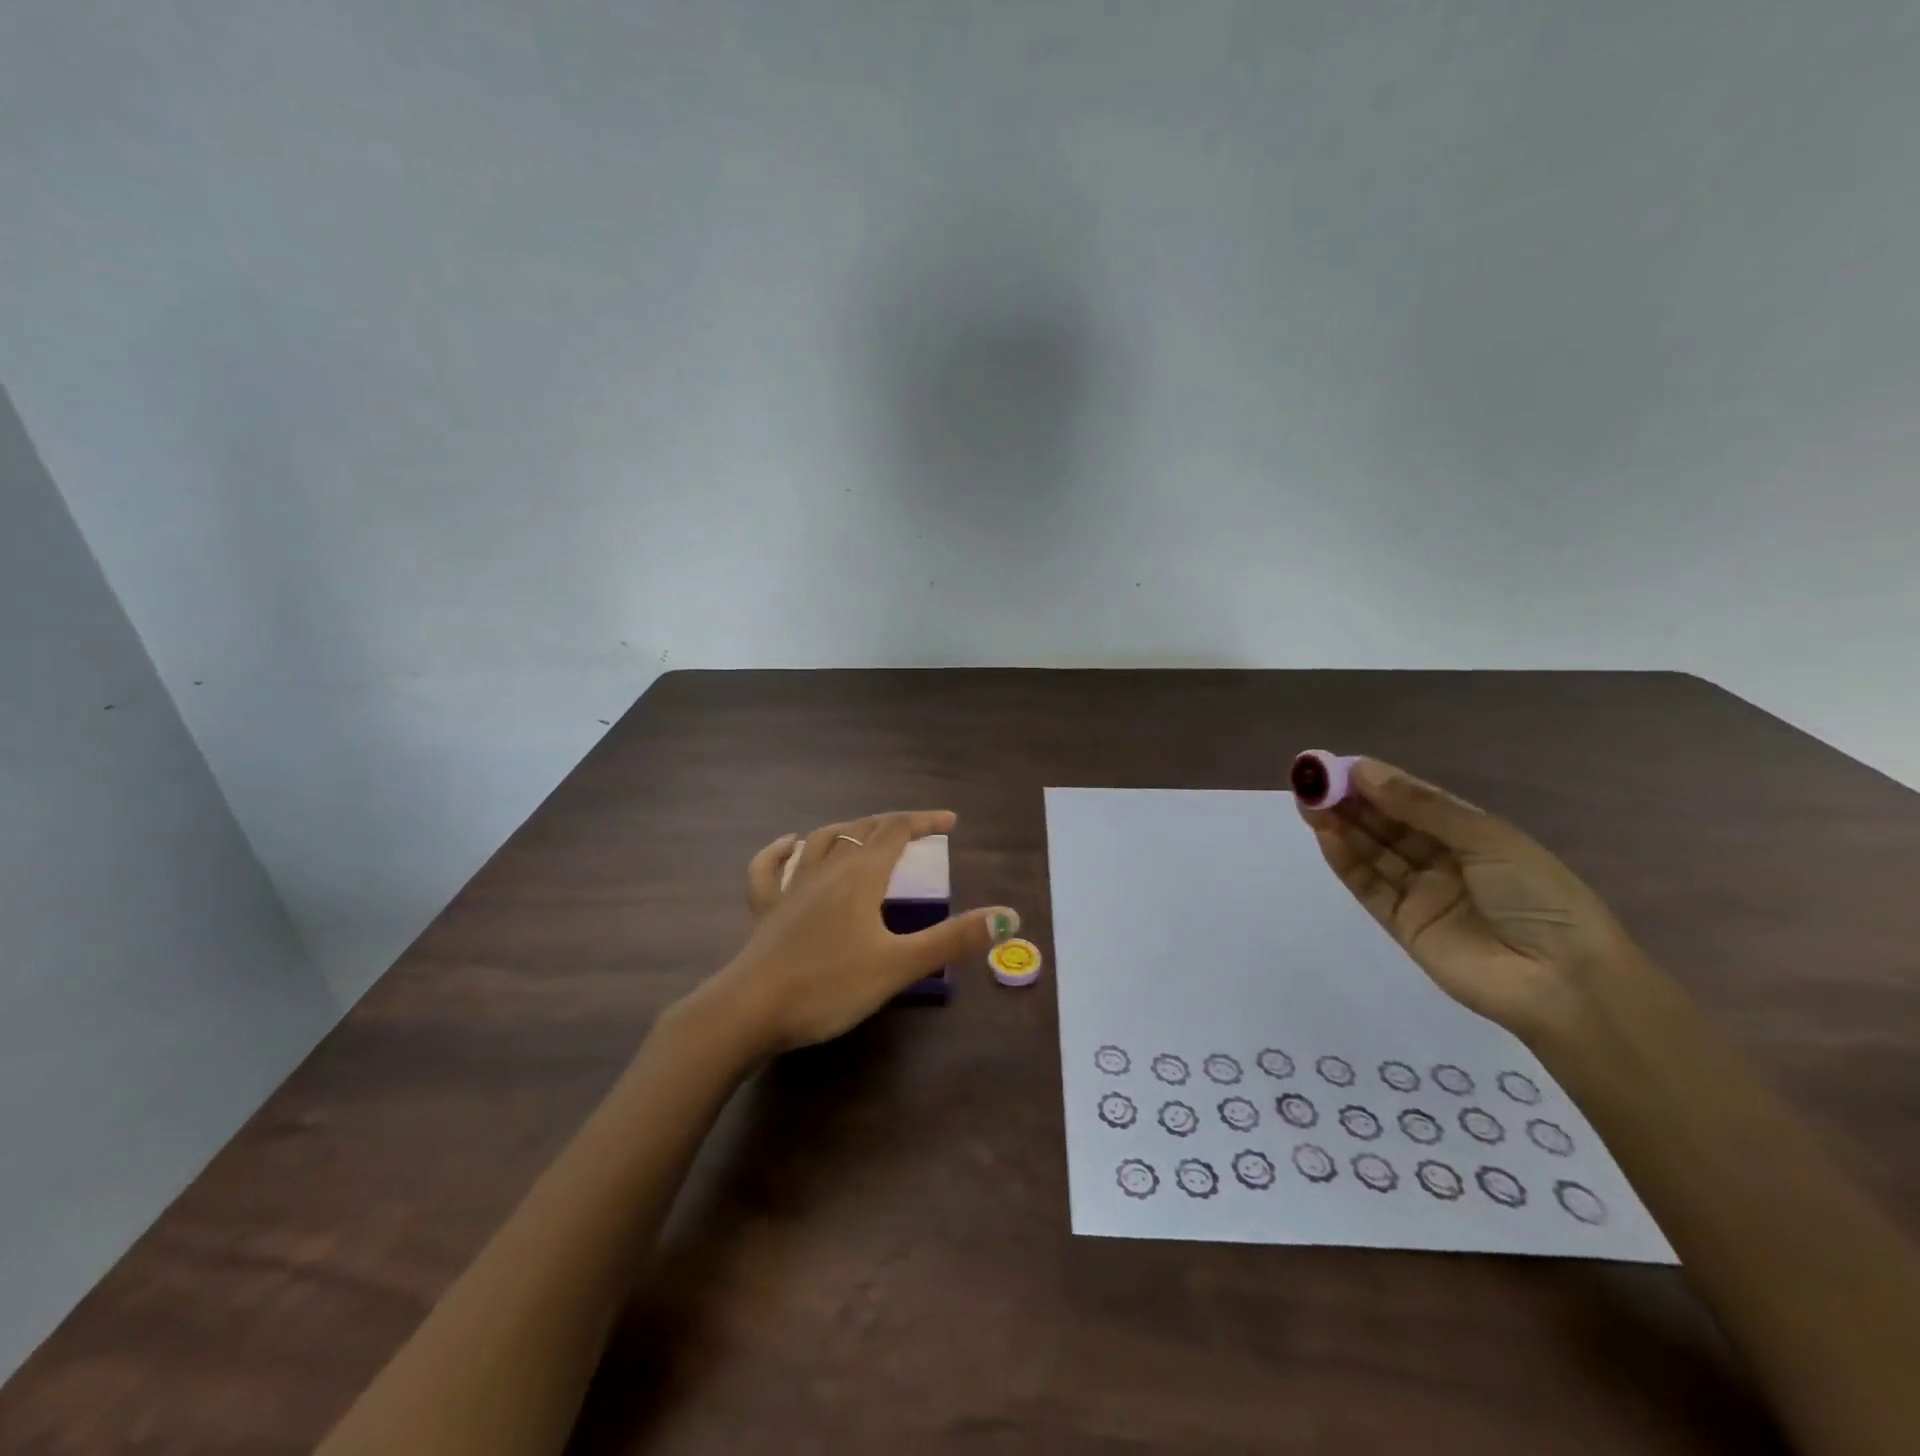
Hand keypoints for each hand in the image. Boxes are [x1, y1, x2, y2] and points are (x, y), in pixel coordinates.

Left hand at [693, 810, 1019, 1056]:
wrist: (749, 1011)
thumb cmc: (829, 986)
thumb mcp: (899, 965)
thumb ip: (954, 939)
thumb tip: (1009, 916)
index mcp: (861, 876)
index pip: (897, 830)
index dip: (925, 821)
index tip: (950, 822)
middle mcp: (826, 870)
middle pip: (863, 831)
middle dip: (893, 824)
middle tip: (917, 831)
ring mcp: (791, 887)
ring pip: (822, 841)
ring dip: (849, 831)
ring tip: (866, 833)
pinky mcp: (765, 909)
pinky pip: (769, 867)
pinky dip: (781, 850)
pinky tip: (789, 844)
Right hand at [1298, 757, 1648, 1041]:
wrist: (1562, 983)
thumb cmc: (1538, 898)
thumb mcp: (1487, 840)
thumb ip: (1421, 808)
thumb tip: (1364, 771)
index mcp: (1473, 835)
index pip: (1415, 800)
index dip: (1378, 781)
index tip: (1340, 765)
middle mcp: (1443, 860)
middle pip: (1387, 824)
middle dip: (1350, 800)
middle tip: (1312, 779)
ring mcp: (1421, 893)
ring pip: (1372, 851)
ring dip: (1340, 825)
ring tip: (1308, 800)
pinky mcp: (1401, 923)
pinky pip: (1368, 885)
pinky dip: (1345, 859)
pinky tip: (1325, 834)